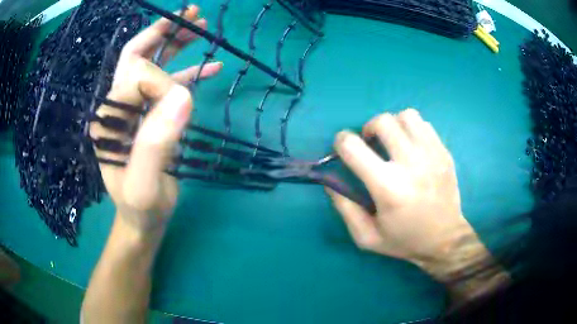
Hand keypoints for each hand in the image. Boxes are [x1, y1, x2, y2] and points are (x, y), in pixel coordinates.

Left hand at [90, 6, 221, 232]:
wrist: (143, 221)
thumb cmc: (141, 208)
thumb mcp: (144, 186)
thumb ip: (155, 143)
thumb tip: (183, 96)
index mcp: (109, 118)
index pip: (137, 78)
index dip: (164, 82)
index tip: (183, 106)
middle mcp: (117, 107)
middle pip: (137, 57)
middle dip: (162, 32)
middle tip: (189, 13)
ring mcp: (134, 110)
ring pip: (153, 65)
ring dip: (176, 44)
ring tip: (200, 26)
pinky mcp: (149, 116)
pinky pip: (167, 86)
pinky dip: (188, 73)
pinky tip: (210, 67)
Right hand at [328, 109, 492, 283]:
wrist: (445, 240)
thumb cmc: (404, 240)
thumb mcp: (366, 237)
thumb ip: (344, 208)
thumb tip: (330, 180)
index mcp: (388, 187)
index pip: (353, 147)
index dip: (341, 141)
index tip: (343, 148)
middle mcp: (411, 164)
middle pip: (382, 122)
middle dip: (367, 129)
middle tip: (370, 145)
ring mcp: (432, 155)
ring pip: (406, 116)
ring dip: (393, 125)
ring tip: (393, 142)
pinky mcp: (444, 153)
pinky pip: (424, 124)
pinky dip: (412, 129)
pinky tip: (412, 147)